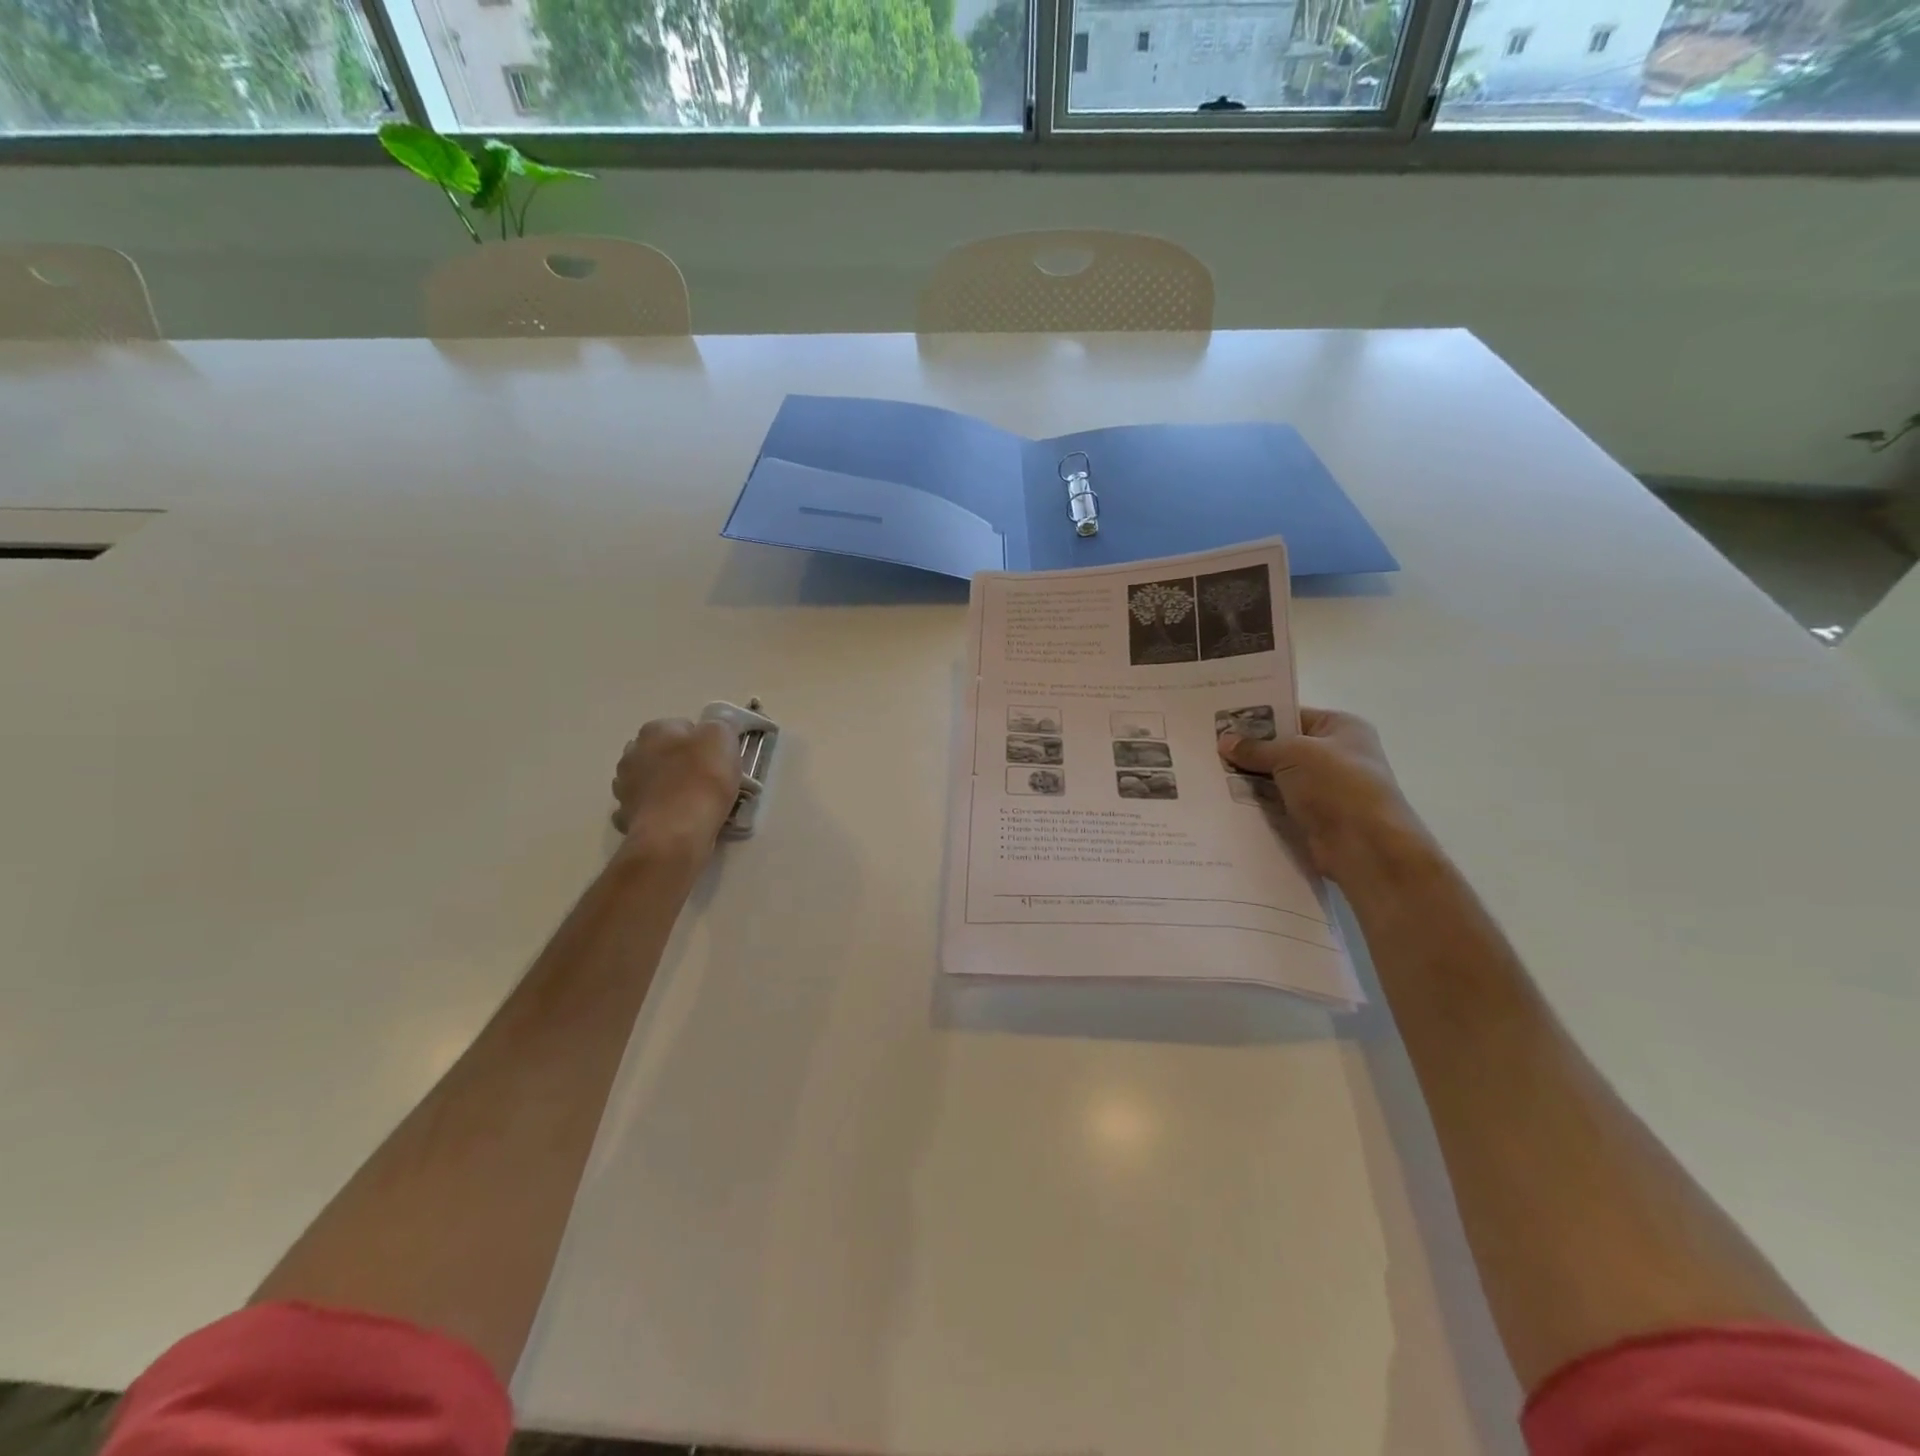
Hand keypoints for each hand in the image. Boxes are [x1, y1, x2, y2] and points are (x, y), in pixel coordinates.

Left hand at [610, 717, 741, 862]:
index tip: (718, 759)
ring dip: (665, 787)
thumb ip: (719, 726)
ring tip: (692, 803)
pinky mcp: (625, 817)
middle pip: (662, 752)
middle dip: (680, 762)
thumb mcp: (723, 738)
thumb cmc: (702, 779)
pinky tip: (674, 820)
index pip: (682, 727)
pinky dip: (657, 812)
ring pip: (650, 780)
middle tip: (707, 780)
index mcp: (655, 730)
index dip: (703, 742)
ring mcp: (624, 787)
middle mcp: (632, 753)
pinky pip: (645, 809)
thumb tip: (712, 730)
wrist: (677, 832)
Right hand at [1217, 706, 1432, 882]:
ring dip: (1250, 778)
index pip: (1292, 714)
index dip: (1257, 718)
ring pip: (1277, 777)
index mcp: (1341, 727)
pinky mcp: (1313, 817)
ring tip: (1209, 772)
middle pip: (1282, 747)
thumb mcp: (1292, 754)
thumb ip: (1256, 748)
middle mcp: (1336, 754)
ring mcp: (1325, 788)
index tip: (1221, 721)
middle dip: (1249, 749)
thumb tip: (1224, 741)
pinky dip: (1257, 803)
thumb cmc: (1336, 785)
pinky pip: (1277, 804)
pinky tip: (1225, 799)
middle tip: (1209, 747)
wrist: (1365, 846)